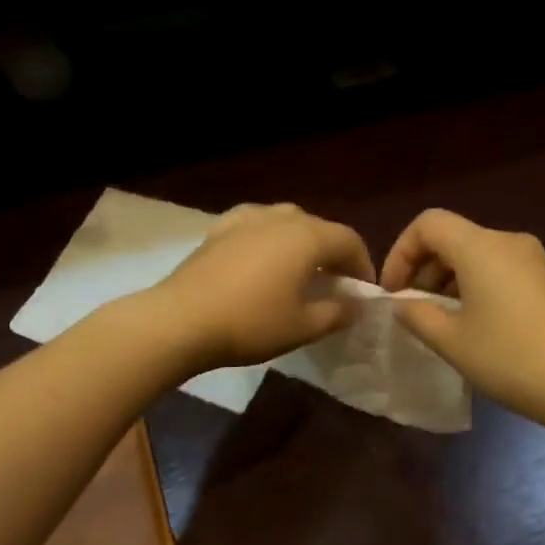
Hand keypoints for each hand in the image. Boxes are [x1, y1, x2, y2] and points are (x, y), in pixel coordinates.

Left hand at [148, 203, 374, 371]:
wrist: (181, 320)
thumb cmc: (251, 323)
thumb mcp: (303, 326)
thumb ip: (336, 313)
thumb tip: (354, 306)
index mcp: (307, 236)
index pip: (349, 241)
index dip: (362, 266)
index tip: (363, 292)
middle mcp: (280, 217)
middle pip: (319, 229)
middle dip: (332, 254)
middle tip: (334, 284)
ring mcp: (246, 218)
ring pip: (286, 223)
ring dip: (300, 244)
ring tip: (298, 272)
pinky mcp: (219, 229)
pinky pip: (256, 227)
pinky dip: (268, 240)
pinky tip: (261, 259)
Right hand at [380, 208, 544, 432]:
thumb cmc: (510, 358)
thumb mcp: (451, 341)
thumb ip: (417, 315)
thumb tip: (403, 303)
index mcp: (481, 247)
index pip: (428, 224)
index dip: (401, 252)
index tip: (393, 292)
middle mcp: (511, 243)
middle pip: (454, 238)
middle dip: (424, 269)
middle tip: (412, 310)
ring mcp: (537, 261)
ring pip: (479, 257)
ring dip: (450, 282)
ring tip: (442, 323)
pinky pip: (503, 272)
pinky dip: (478, 289)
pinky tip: (479, 329)